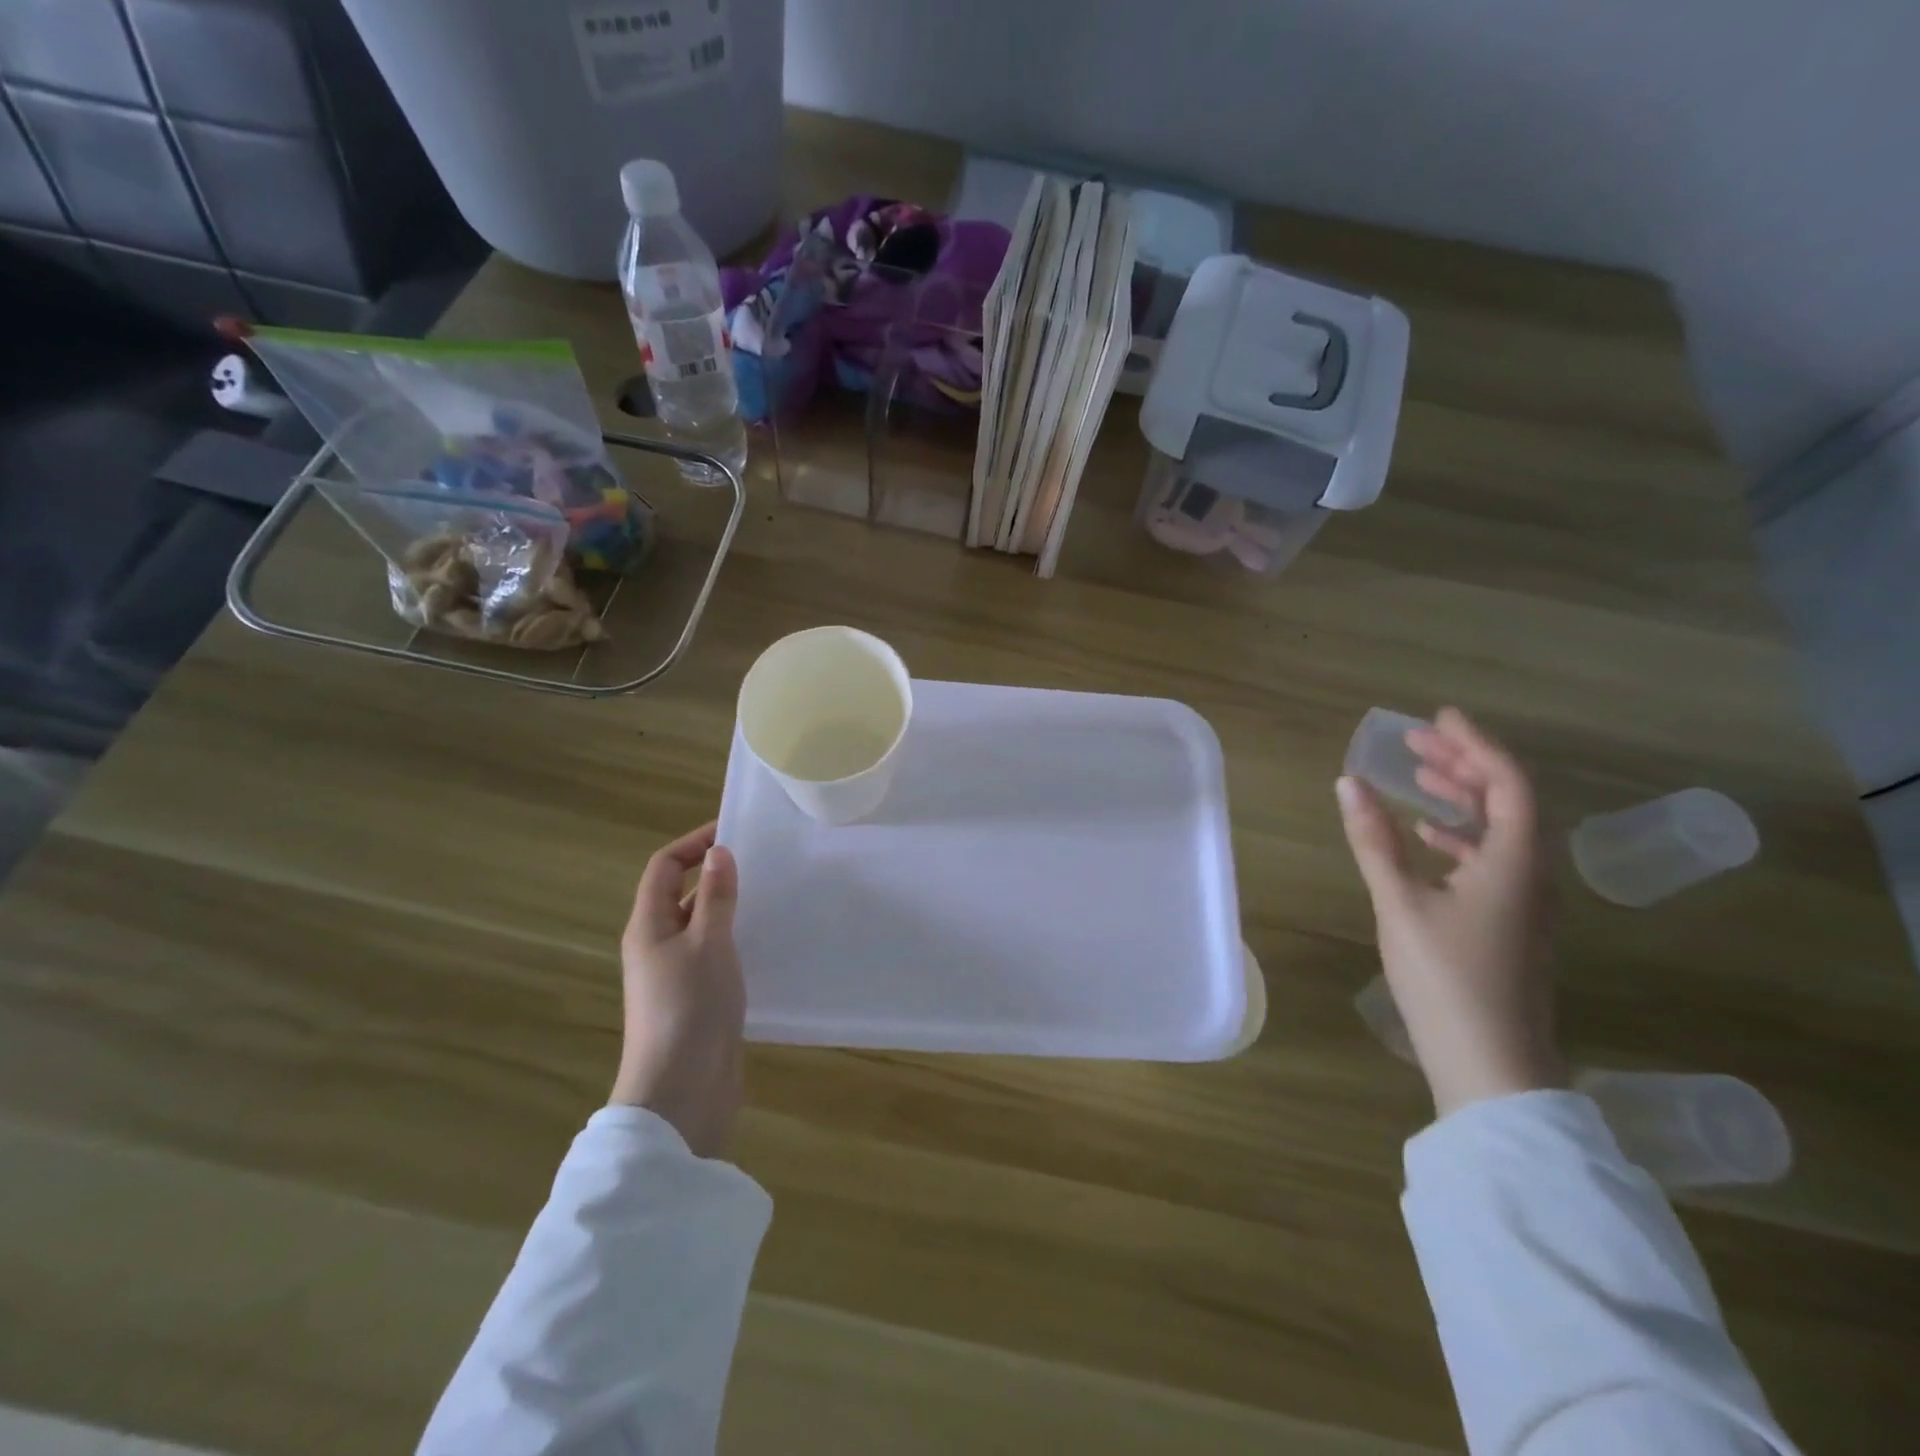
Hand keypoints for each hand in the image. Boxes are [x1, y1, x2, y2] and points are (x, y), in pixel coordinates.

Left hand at [611, 822, 745, 1157]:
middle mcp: (657, 945)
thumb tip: (719, 852)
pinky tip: (769, 942)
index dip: (694, 843)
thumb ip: (716, 897)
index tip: (734, 832)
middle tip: (763, 863)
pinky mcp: (697, 999)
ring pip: (701, 926)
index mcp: (648, 926)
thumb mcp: (708, 944)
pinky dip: (737, 940)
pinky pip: (715, 955)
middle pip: (681, 894)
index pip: (664, 867)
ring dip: (729, 908)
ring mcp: (676, 975)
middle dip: (716, 874)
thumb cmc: (689, 1008)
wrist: (681, 1092)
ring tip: (773, 896)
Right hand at [1336, 707, 1564, 1116]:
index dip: (1475, 744)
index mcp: (1513, 861)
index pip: (1507, 782)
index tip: (1439, 717)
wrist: (1491, 1064)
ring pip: (1500, 830)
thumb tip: (1349, 783)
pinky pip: (1491, 858)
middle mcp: (1531, 873)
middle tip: (1416, 742)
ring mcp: (1524, 901)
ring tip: (1418, 778)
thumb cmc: (1446, 978)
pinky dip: (1460, 835)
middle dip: (1463, 764)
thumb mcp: (1400, 903)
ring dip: (1462, 798)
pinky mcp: (1509, 923)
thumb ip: (1375, 840)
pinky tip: (1428, 837)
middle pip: (1507, 801)